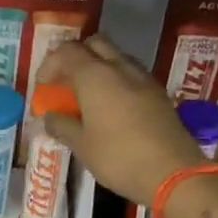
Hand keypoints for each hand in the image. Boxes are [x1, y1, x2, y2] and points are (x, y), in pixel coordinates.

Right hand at [38, 34, 203, 206]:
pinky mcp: (158, 92)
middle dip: (76, 57)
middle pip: (94, 44)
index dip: (50, 65)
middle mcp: (120, 67)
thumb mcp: (82, 146)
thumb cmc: (118, 158)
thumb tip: (50, 116)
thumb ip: (61, 125)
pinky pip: (131, 74)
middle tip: (67, 83)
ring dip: (98, 68)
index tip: (44, 87)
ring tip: (88, 96)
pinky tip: (113, 107)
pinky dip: (117, 81)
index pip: (66, 52)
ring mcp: (143, 78)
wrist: (173, 173)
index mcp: (95, 76)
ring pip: (116, 57)